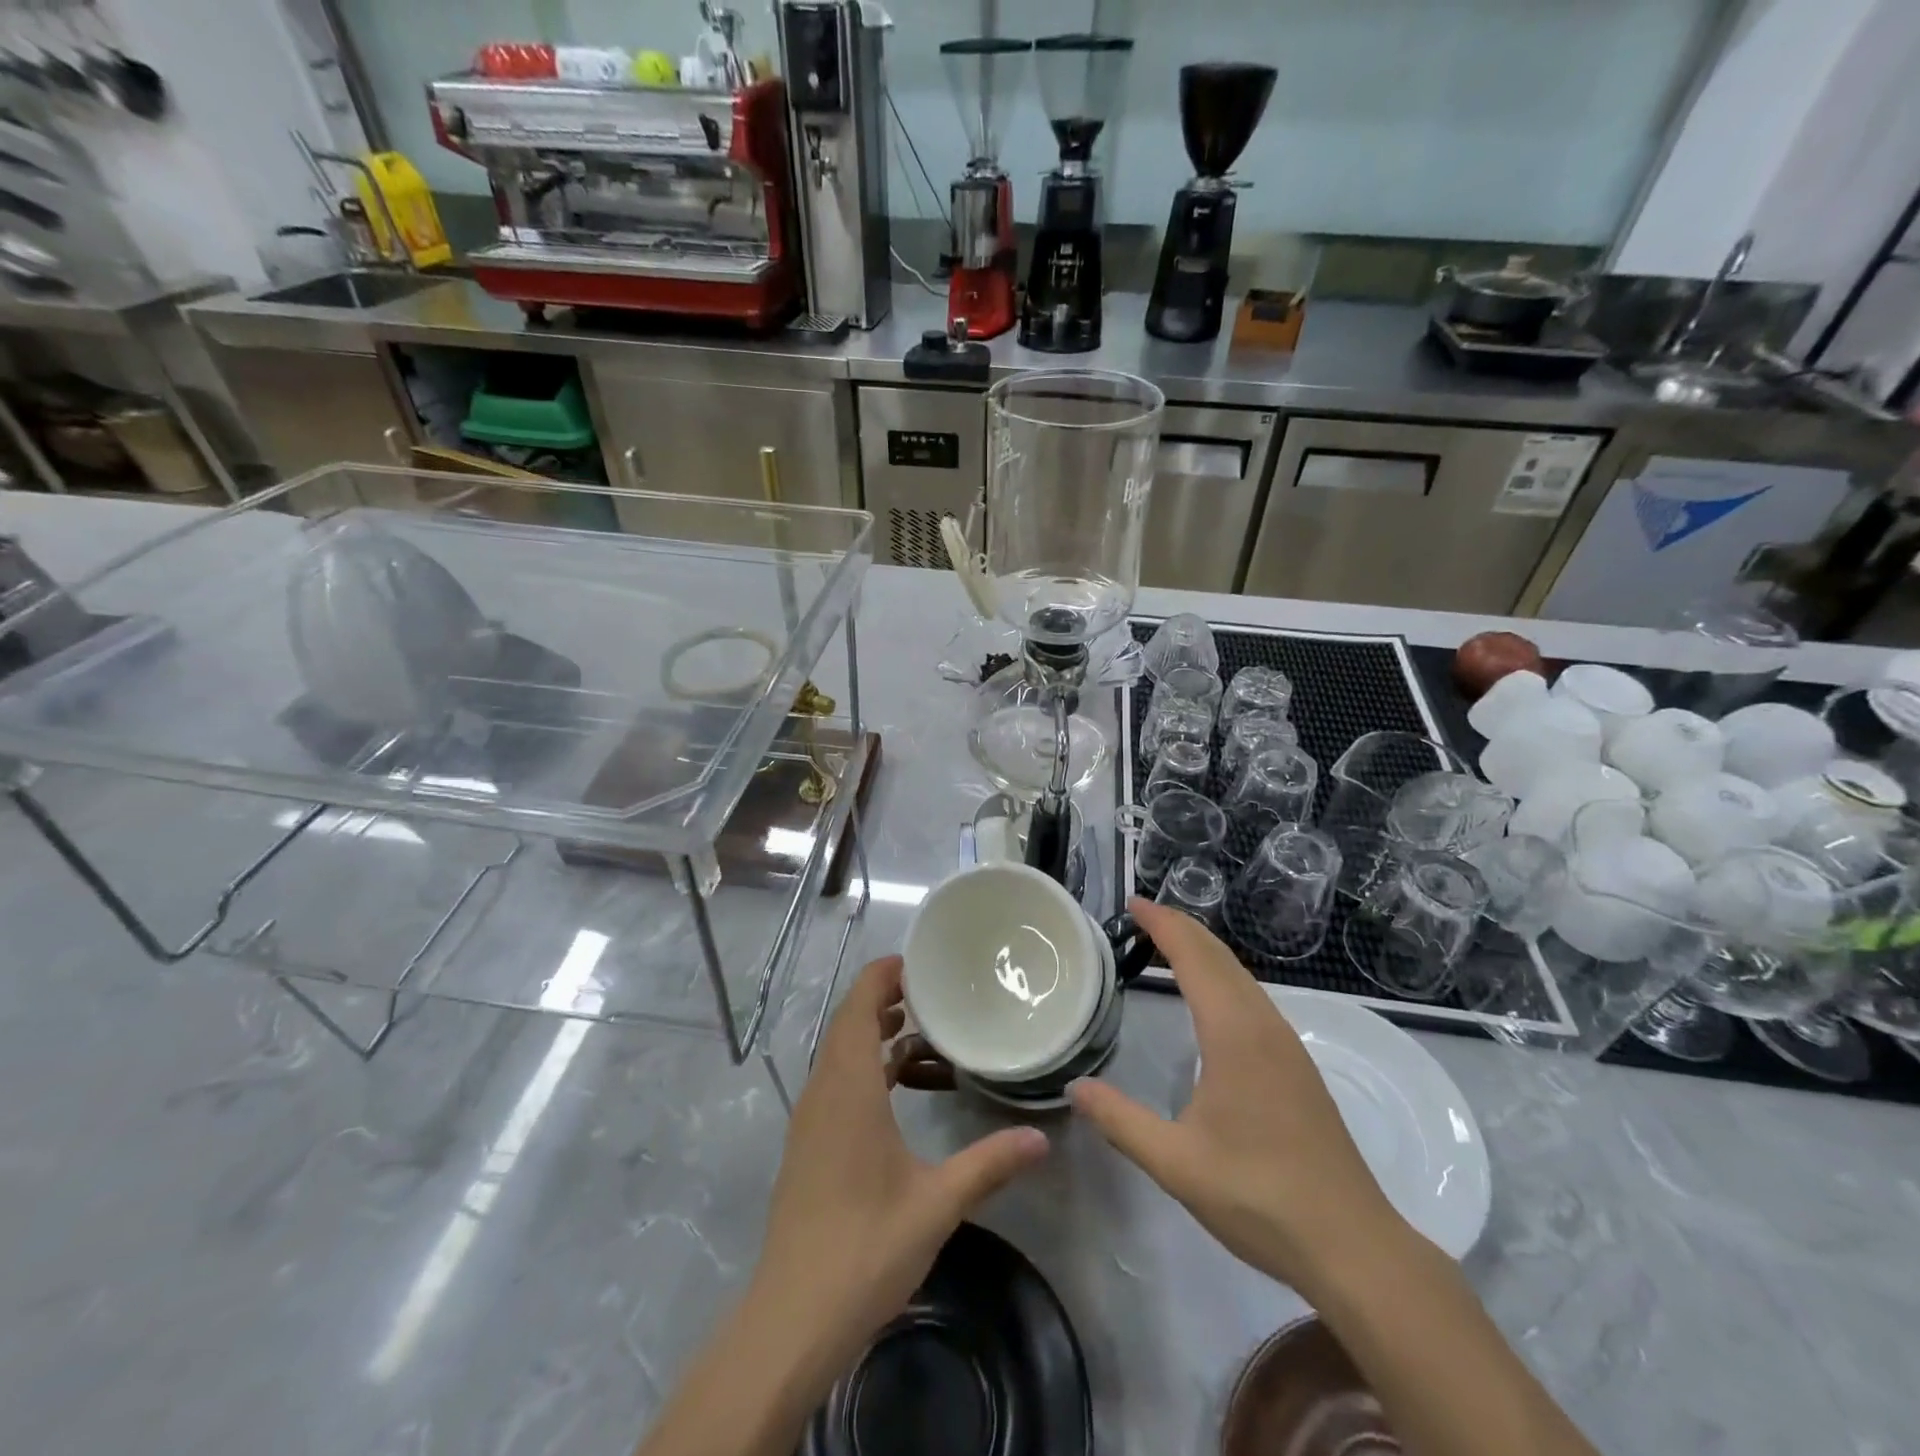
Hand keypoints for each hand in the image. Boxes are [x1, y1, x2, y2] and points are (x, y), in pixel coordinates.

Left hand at [749, 955, 1048, 1381]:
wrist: (791, 1320)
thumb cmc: (864, 1249)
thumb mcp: (936, 1203)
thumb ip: (989, 1163)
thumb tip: (1042, 1138)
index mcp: (848, 1088)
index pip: (857, 1007)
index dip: (882, 976)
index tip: (920, 962)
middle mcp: (823, 1092)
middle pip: (848, 1023)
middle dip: (886, 999)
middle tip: (935, 992)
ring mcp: (811, 1119)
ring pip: (842, 1053)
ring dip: (877, 1034)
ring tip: (925, 1032)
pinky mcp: (809, 1144)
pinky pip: (838, 1082)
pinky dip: (868, 1069)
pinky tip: (903, 1088)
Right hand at [1070, 899, 1403, 1292]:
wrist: (1351, 1244)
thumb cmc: (1259, 1196)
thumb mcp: (1176, 1163)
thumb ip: (1121, 1121)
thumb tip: (1074, 1087)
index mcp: (1234, 1034)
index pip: (1194, 958)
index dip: (1163, 925)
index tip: (1134, 903)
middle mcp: (1263, 1026)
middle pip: (1220, 957)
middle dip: (1182, 927)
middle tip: (1143, 914)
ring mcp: (1287, 1045)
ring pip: (1241, 976)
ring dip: (1205, 950)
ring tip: (1170, 943)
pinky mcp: (1297, 1065)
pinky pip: (1253, 998)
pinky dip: (1223, 976)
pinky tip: (1213, 998)